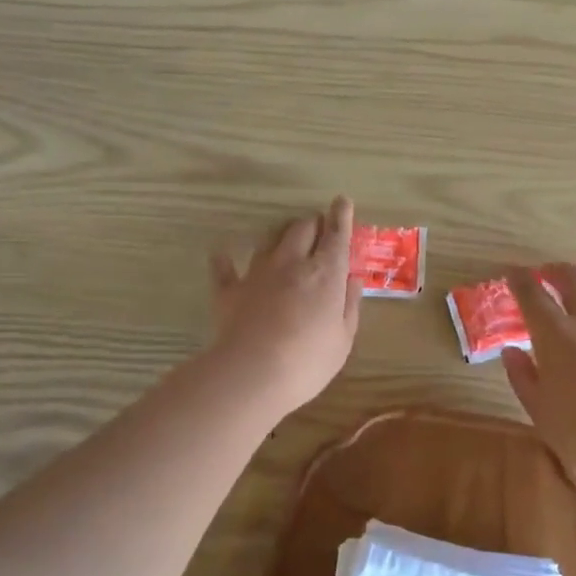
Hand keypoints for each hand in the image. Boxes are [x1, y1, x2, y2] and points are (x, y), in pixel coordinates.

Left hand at [207, 197, 362, 416]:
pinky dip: (225, 258)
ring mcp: (258, 273)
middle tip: (318, 230)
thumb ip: (349, 305)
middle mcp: (292, 263)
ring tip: (285, 241)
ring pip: (269, 239)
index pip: (336, 235)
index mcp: (326, 273)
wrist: (251, 374)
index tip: (341, 201)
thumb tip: (353, 279)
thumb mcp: (343, 338)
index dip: (341, 216)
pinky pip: (225, 266)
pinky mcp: (230, 289)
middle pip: (302, 228)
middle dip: (313, 224)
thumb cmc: (308, 361)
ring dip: (280, 235)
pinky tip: (222, 253)